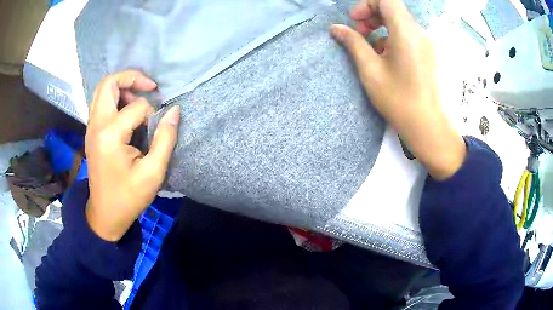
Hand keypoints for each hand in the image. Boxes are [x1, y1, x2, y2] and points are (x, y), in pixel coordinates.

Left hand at [85, 70, 179, 241]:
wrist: (105, 214)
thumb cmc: (129, 197)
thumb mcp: (153, 173)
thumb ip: (165, 139)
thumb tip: (174, 111)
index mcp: (110, 135)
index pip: (136, 107)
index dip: (152, 113)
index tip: (157, 129)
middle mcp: (96, 125)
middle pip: (108, 83)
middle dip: (131, 78)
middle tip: (149, 87)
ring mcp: (91, 128)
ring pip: (102, 90)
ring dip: (122, 87)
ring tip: (138, 98)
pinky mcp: (91, 132)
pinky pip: (100, 102)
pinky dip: (114, 98)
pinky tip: (127, 111)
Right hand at [331, 0, 465, 179]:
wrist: (427, 125)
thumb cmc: (398, 99)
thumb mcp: (370, 69)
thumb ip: (353, 43)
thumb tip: (336, 28)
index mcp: (406, 32)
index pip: (386, 0)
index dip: (367, 5)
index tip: (355, 21)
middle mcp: (419, 33)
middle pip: (393, 10)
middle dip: (372, 16)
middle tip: (360, 33)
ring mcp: (426, 44)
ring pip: (400, 23)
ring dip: (381, 28)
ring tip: (370, 49)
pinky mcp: (428, 54)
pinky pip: (408, 36)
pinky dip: (393, 38)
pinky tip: (386, 58)